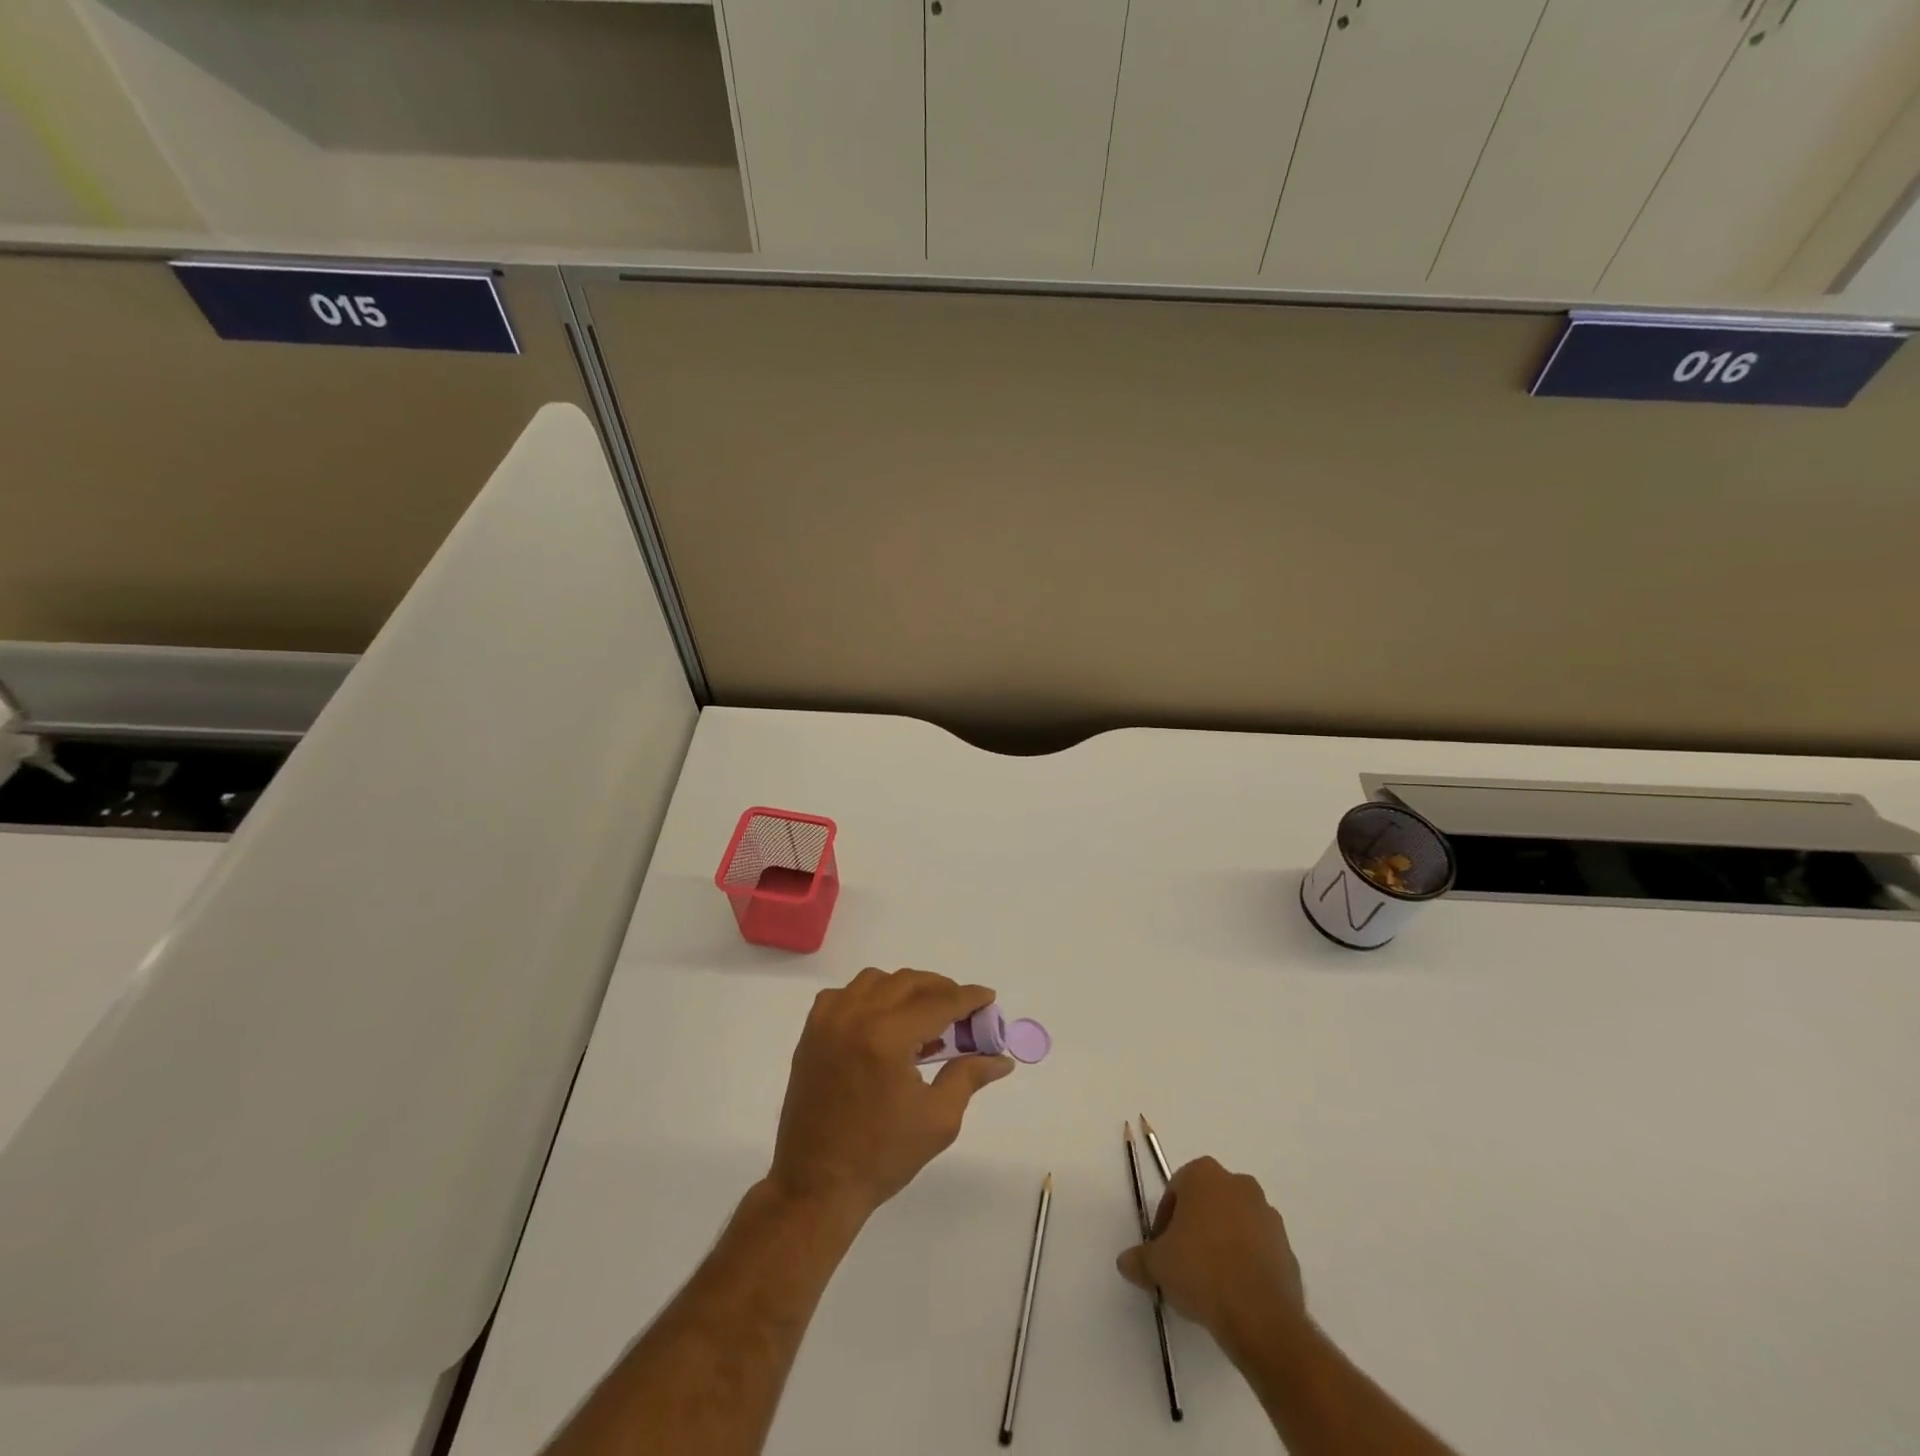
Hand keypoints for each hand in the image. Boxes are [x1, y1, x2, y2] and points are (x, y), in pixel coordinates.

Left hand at [769, 968, 1014, 1220]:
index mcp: (887, 1037)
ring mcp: (828, 1021)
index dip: (968, 998)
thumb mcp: (938, 1119)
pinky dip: (868, 997)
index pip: (938, 1002)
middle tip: (962, 1010)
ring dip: (904, 989)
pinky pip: (844, 994)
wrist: (817, 1184)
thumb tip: (1001, 1058)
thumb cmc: (882, 1156)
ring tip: (923, 1015)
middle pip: (908, 982)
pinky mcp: (811, 1032)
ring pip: (875, 980)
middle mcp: (856, 1017)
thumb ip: (969, 1076)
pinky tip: (880, 1021)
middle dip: (940, 989)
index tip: (988, 998)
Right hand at [1117, 1157, 1305, 1352]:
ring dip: (1222, 1243)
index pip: (1176, 1190)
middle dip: (1195, 1227)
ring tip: (1211, 1282)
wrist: (1260, 1316)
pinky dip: (1246, 1263)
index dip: (1165, 1221)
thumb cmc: (1201, 1271)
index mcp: (1204, 1175)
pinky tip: (1235, 1293)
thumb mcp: (1157, 1265)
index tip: (1163, 1250)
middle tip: (1183, 1262)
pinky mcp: (1288, 1248)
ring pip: (1235, 1224)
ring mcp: (1268, 1215)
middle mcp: (1239, 1184)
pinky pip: (1258, 1250)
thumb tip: (1125, 1262)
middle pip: (1207, 1203)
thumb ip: (1139, 1259)